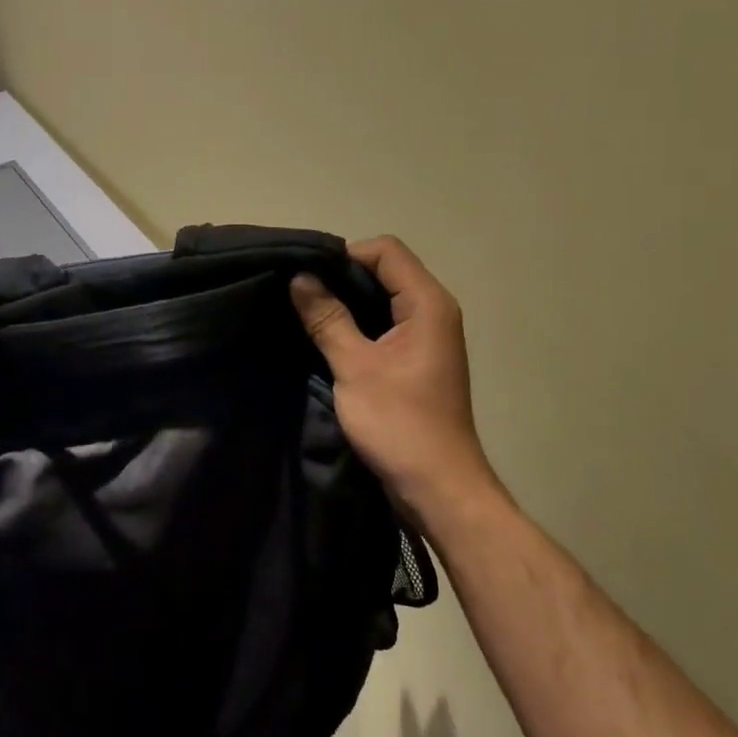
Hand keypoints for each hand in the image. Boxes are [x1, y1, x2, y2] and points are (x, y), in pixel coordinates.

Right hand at [291, 235, 499, 529]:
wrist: (438, 486)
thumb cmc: (399, 424)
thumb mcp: (354, 367)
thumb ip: (327, 318)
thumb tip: (299, 277)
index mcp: (428, 303)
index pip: (385, 250)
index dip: (345, 256)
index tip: (307, 277)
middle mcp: (434, 311)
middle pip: (386, 270)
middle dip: (342, 277)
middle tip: (300, 294)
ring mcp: (427, 336)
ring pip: (383, 298)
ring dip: (347, 302)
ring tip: (307, 314)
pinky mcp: (417, 359)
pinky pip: (385, 324)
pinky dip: (358, 324)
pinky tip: (328, 338)